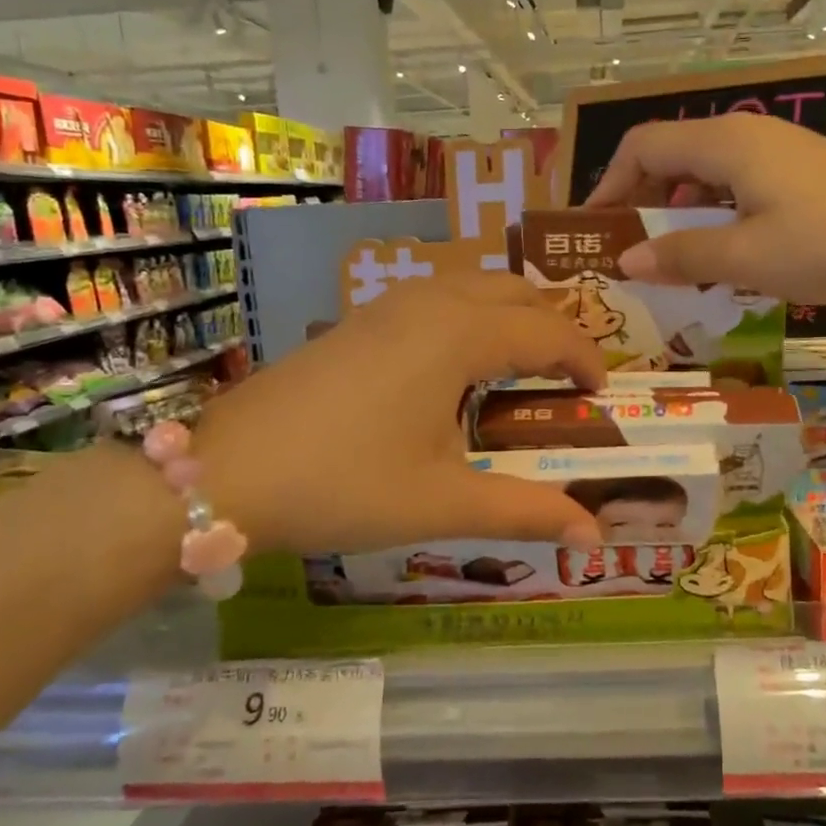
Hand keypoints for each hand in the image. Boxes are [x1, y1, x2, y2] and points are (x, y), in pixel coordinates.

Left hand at [195, 274, 604, 554]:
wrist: (225, 472)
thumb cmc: (344, 483)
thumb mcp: (442, 502)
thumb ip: (526, 511)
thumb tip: (594, 537)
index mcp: (460, 334)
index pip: (548, 330)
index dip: (585, 360)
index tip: (601, 397)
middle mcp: (429, 301)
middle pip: (514, 292)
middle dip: (551, 328)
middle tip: (564, 382)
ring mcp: (387, 304)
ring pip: (472, 287)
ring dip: (508, 318)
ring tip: (517, 372)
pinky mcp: (359, 319)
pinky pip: (435, 298)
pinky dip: (468, 319)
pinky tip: (453, 372)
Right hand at [584, 114, 825, 304]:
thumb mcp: (748, 257)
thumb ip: (682, 256)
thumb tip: (626, 260)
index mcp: (723, 143)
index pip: (641, 147)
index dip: (609, 185)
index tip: (597, 231)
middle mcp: (743, 135)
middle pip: (668, 156)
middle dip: (639, 202)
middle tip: (628, 252)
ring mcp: (774, 152)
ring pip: (702, 174)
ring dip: (676, 214)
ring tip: (670, 261)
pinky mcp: (797, 172)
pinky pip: (733, 187)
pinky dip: (711, 216)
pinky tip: (722, 254)